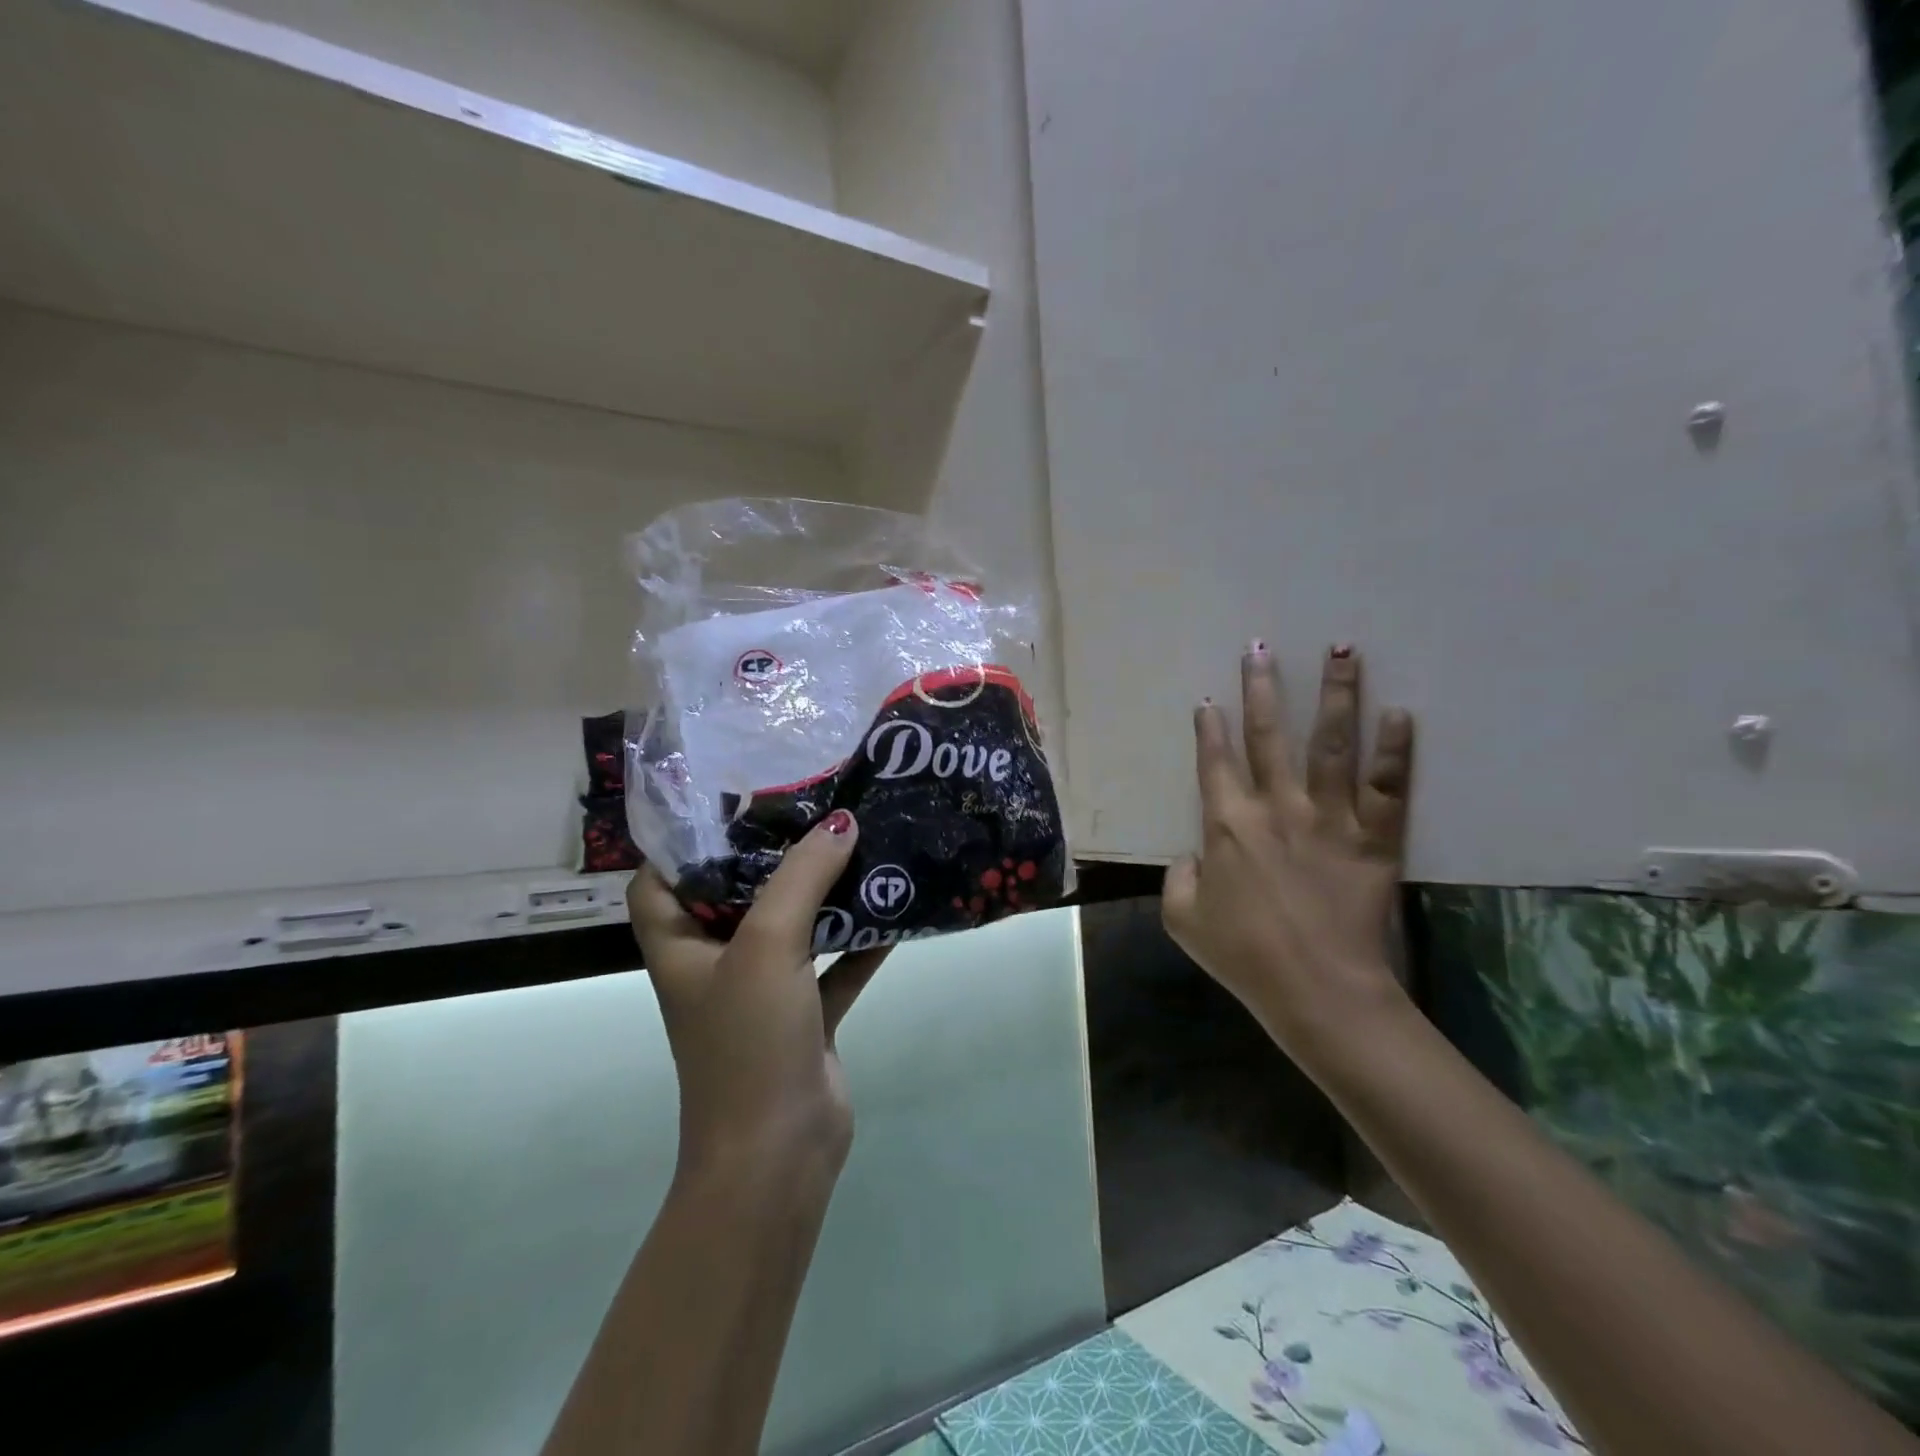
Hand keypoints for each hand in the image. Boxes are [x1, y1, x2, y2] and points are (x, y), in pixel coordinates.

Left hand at [628, 810, 888, 1181]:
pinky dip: (861, 940)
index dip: (685, 842)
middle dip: (775, 855)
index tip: (734, 802)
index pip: (661, 880)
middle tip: (817, 808)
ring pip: (794, 926)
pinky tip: (896, 908)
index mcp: (682, 945)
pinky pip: (835, 964)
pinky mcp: (806, 1015)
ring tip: (863, 843)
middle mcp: (717, 963)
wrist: (779, 1155)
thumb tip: (841, 822)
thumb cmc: (749, 1043)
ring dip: (826, 893)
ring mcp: (763, 991)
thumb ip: (802, 877)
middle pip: (738, 893)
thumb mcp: (767, 946)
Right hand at [1162, 643, 1414, 1050]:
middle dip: (1262, 689)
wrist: (1318, 992)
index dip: (1209, 729)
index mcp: (1227, 825)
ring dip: (1336, 695)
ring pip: (1331, 744)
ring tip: (1342, 650)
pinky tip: (1402, 714)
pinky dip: (1395, 750)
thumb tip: (1193, 855)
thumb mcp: (1184, 920)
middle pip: (1268, 736)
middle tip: (1260, 648)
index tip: (1209, 700)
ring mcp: (1329, 818)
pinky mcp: (1374, 838)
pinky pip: (1387, 787)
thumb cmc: (1243, 956)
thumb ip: (1179, 878)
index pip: (1215, 764)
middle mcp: (1277, 808)